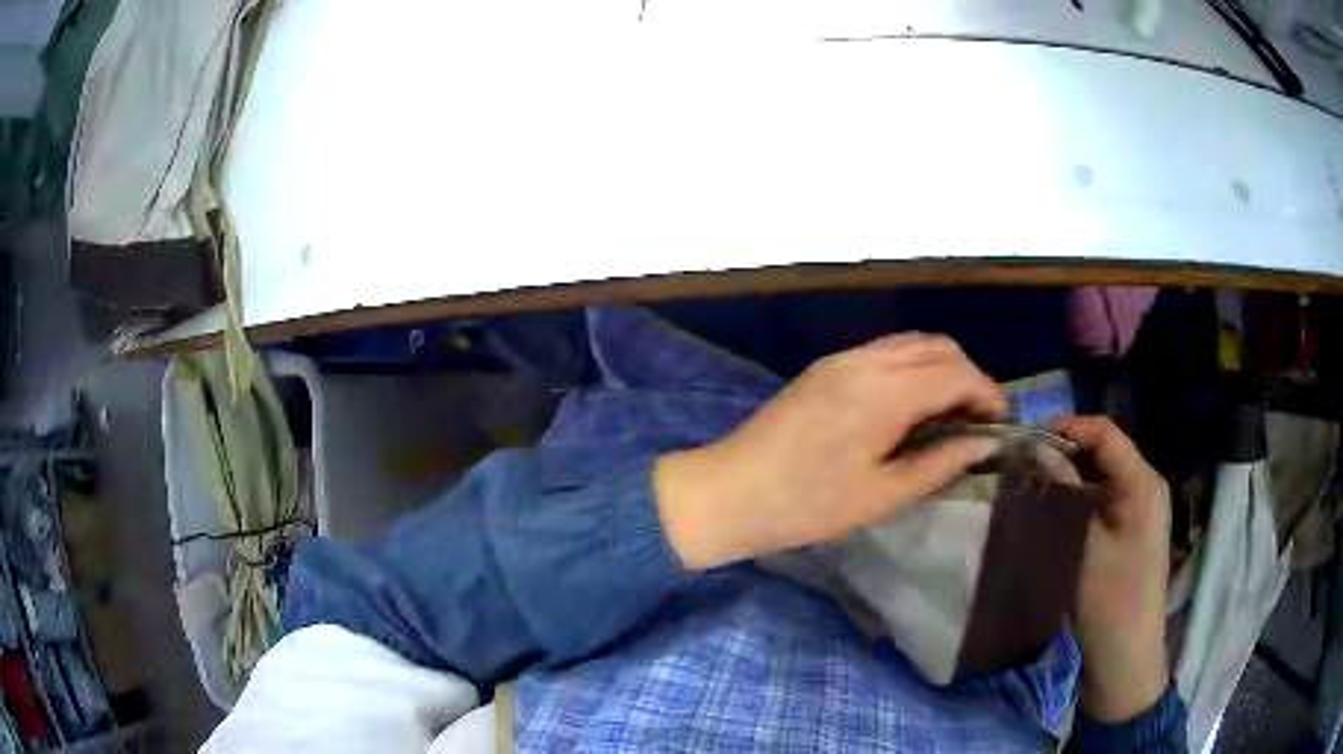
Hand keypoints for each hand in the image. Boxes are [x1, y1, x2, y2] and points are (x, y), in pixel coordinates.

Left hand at [655, 333, 1005, 569]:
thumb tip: (984, 444)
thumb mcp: (882, 495)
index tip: (1001, 426)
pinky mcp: (826, 367)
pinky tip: (912, 408)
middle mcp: (867, 360)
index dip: (988, 395)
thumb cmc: (808, 505)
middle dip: (969, 377)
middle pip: (939, 348)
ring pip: (912, 344)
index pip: (957, 373)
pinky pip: (885, 353)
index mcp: (885, 391)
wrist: (730, 491)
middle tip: (977, 422)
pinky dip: (912, 369)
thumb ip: (940, 464)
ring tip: (949, 416)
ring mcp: (843, 358)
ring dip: (941, 369)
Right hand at [1051, 416, 1171, 723]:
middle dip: (1070, 449)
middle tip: (1030, 462)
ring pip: (1108, 472)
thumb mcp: (1085, 542)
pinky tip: (1064, 504)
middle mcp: (1148, 484)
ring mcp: (1145, 506)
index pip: (1106, 433)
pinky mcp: (1137, 526)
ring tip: (1041, 481)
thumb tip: (1039, 448)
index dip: (1070, 428)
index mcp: (1143, 482)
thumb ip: (1066, 489)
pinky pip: (1111, 494)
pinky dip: (1086, 492)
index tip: (1030, 438)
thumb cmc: (1108, 598)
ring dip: (1076, 472)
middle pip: (1108, 449)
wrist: (1127, 652)